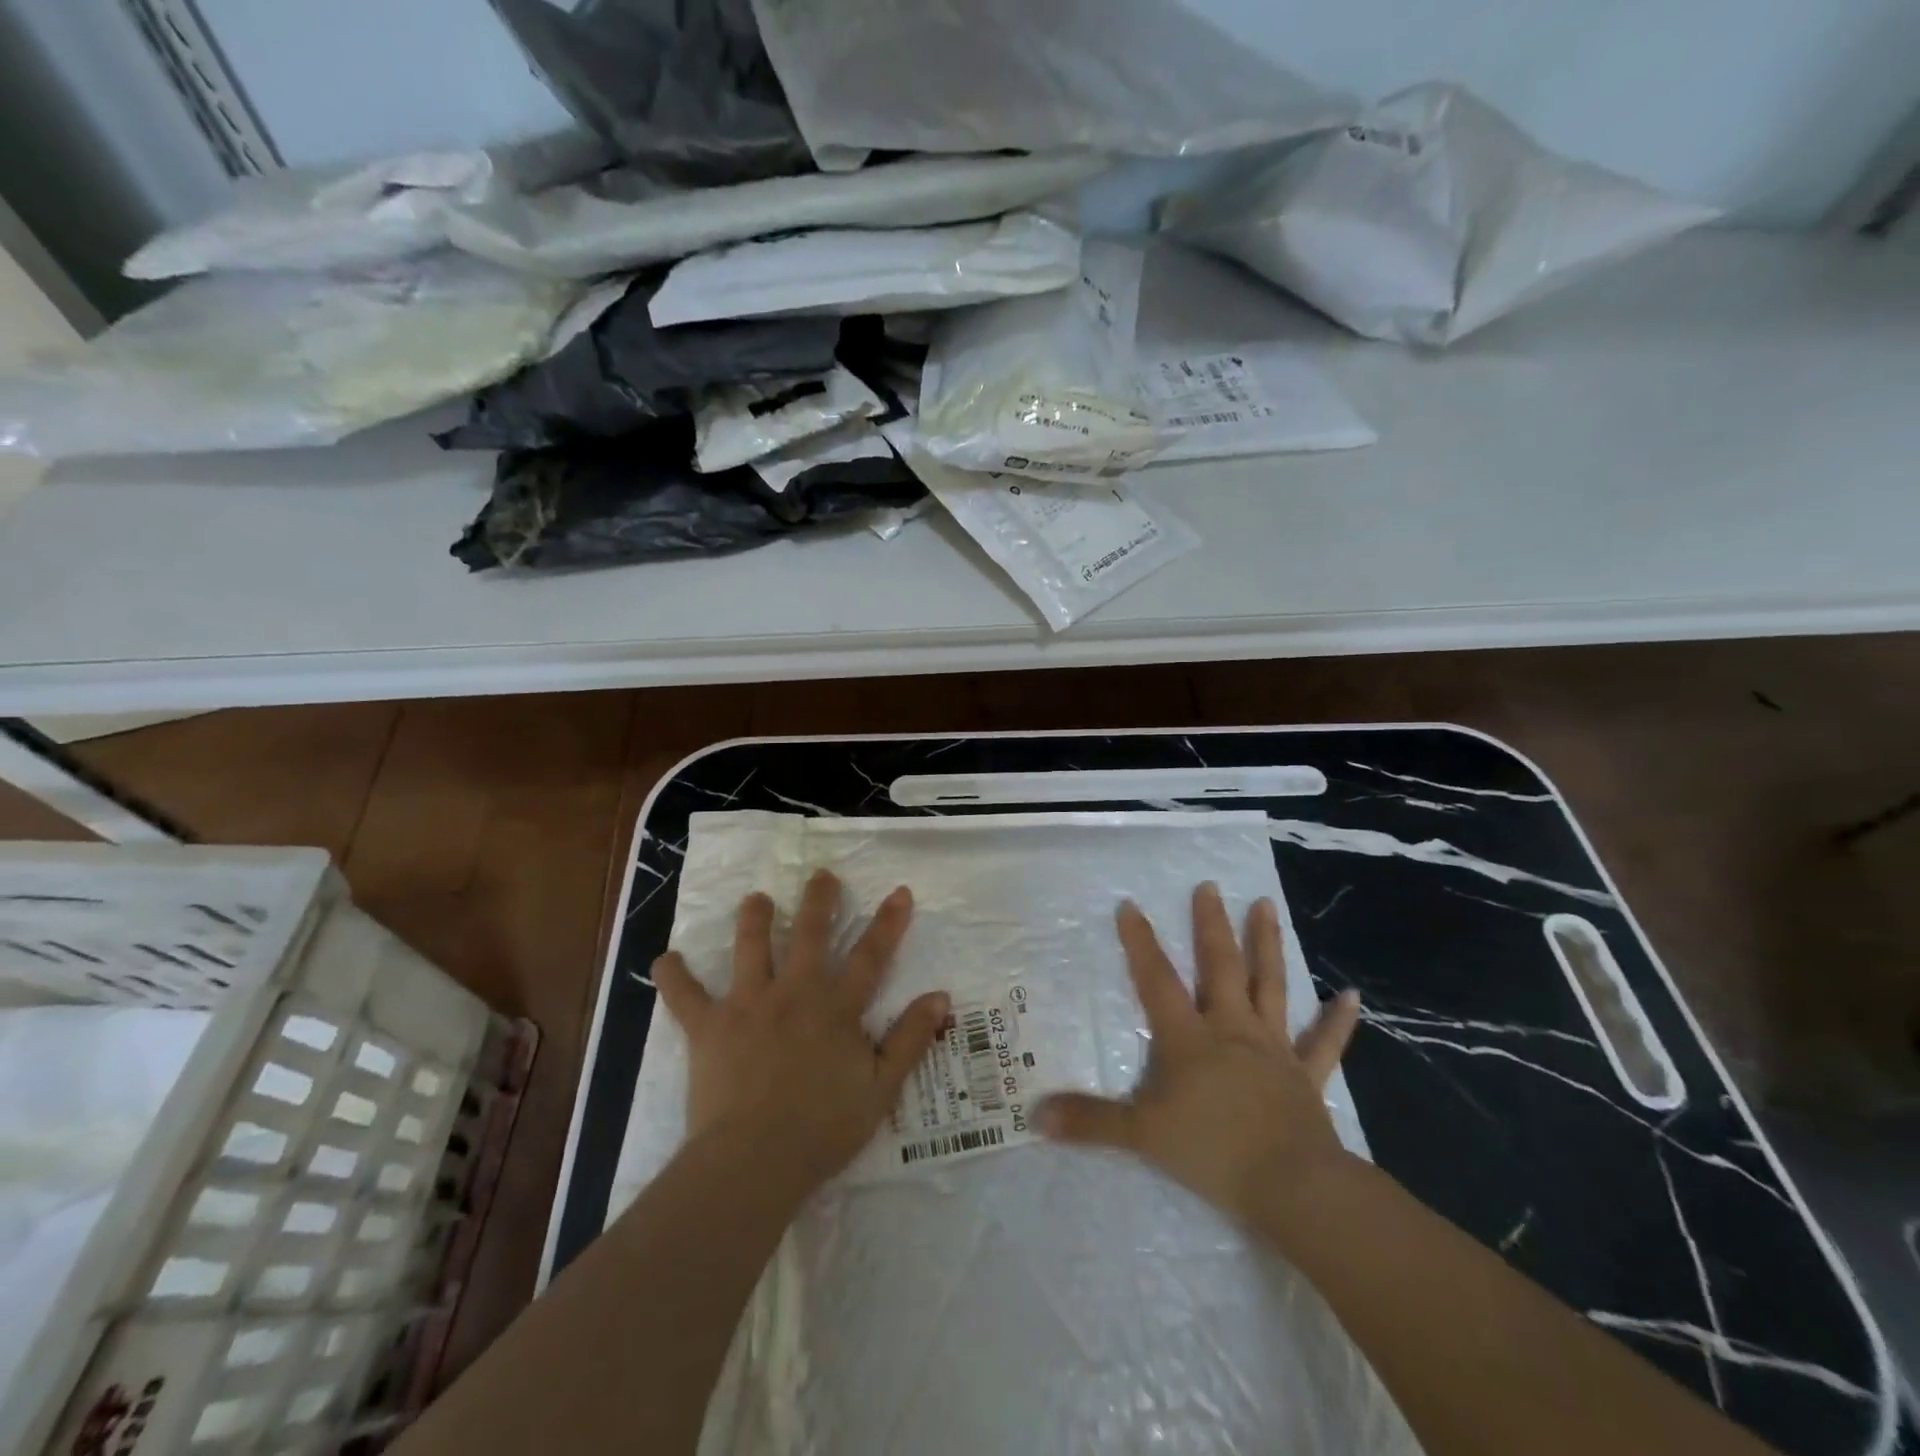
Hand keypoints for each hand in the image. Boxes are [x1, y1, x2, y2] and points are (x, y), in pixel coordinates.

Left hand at [653, 869, 950, 1190]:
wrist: (753, 1161)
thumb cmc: (822, 1129)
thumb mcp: (881, 1088)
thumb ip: (910, 1039)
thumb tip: (940, 996)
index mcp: (836, 1008)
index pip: (871, 956)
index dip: (888, 923)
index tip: (899, 891)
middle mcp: (794, 993)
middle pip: (810, 935)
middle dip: (819, 900)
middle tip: (821, 875)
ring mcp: (748, 1005)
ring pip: (751, 948)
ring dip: (755, 918)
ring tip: (757, 899)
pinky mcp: (709, 1027)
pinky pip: (685, 996)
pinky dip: (673, 976)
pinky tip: (665, 959)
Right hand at [1037, 883, 1361, 1228]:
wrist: (1292, 1186)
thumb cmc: (1213, 1152)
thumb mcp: (1141, 1135)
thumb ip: (1090, 1122)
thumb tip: (1035, 1116)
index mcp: (1189, 1037)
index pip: (1157, 979)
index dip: (1141, 942)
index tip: (1130, 905)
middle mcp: (1230, 1029)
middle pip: (1219, 966)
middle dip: (1210, 924)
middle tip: (1209, 886)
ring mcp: (1272, 1048)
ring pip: (1269, 985)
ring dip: (1267, 944)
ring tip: (1265, 905)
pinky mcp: (1306, 1076)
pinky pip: (1324, 1043)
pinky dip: (1337, 1020)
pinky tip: (1350, 995)